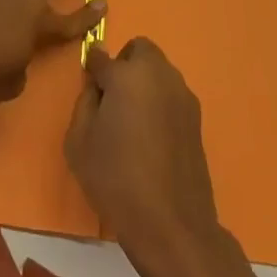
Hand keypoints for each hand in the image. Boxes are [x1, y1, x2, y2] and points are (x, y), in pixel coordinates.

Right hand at [65, 38, 221, 269]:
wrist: (172, 226)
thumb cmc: (116, 179)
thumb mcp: (79, 141)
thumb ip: (85, 101)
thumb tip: (97, 84)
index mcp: (128, 75)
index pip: (102, 57)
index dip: (93, 70)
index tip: (90, 87)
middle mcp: (159, 75)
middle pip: (140, 51)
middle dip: (125, 65)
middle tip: (113, 100)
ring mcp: (183, 96)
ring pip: (159, 72)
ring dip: (144, 83)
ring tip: (133, 123)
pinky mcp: (197, 119)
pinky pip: (172, 96)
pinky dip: (160, 104)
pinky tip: (152, 139)